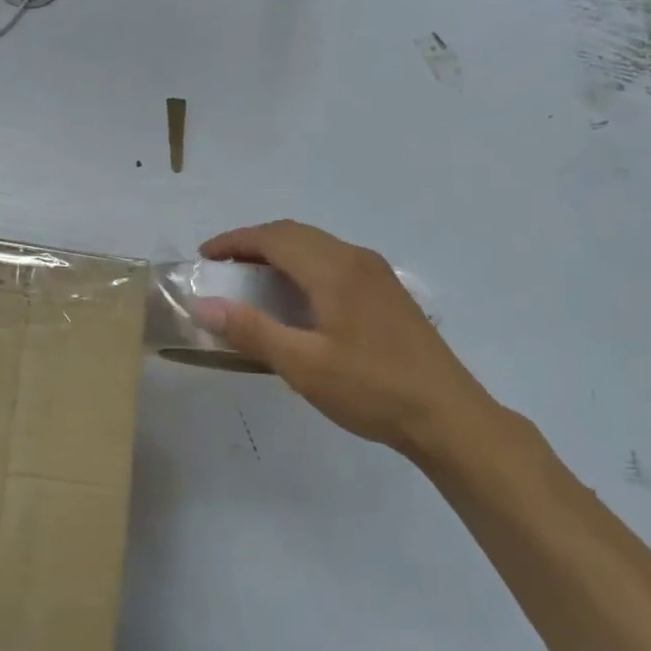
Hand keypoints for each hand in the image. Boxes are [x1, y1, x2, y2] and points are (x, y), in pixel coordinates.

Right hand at [191, 220, 506, 469]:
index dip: (234, 241)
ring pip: (317, 245)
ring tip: (252, 279)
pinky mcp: (387, 292)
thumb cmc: (371, 389)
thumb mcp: (303, 365)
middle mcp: (356, 259)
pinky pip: (334, 260)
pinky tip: (297, 297)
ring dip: (279, 252)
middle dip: (253, 243)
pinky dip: (303, 265)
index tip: (204, 257)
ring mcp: (377, 274)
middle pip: (295, 234)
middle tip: (223, 268)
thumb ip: (251, 330)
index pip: (274, 238)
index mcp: (334, 270)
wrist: (447, 416)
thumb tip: (202, 305)